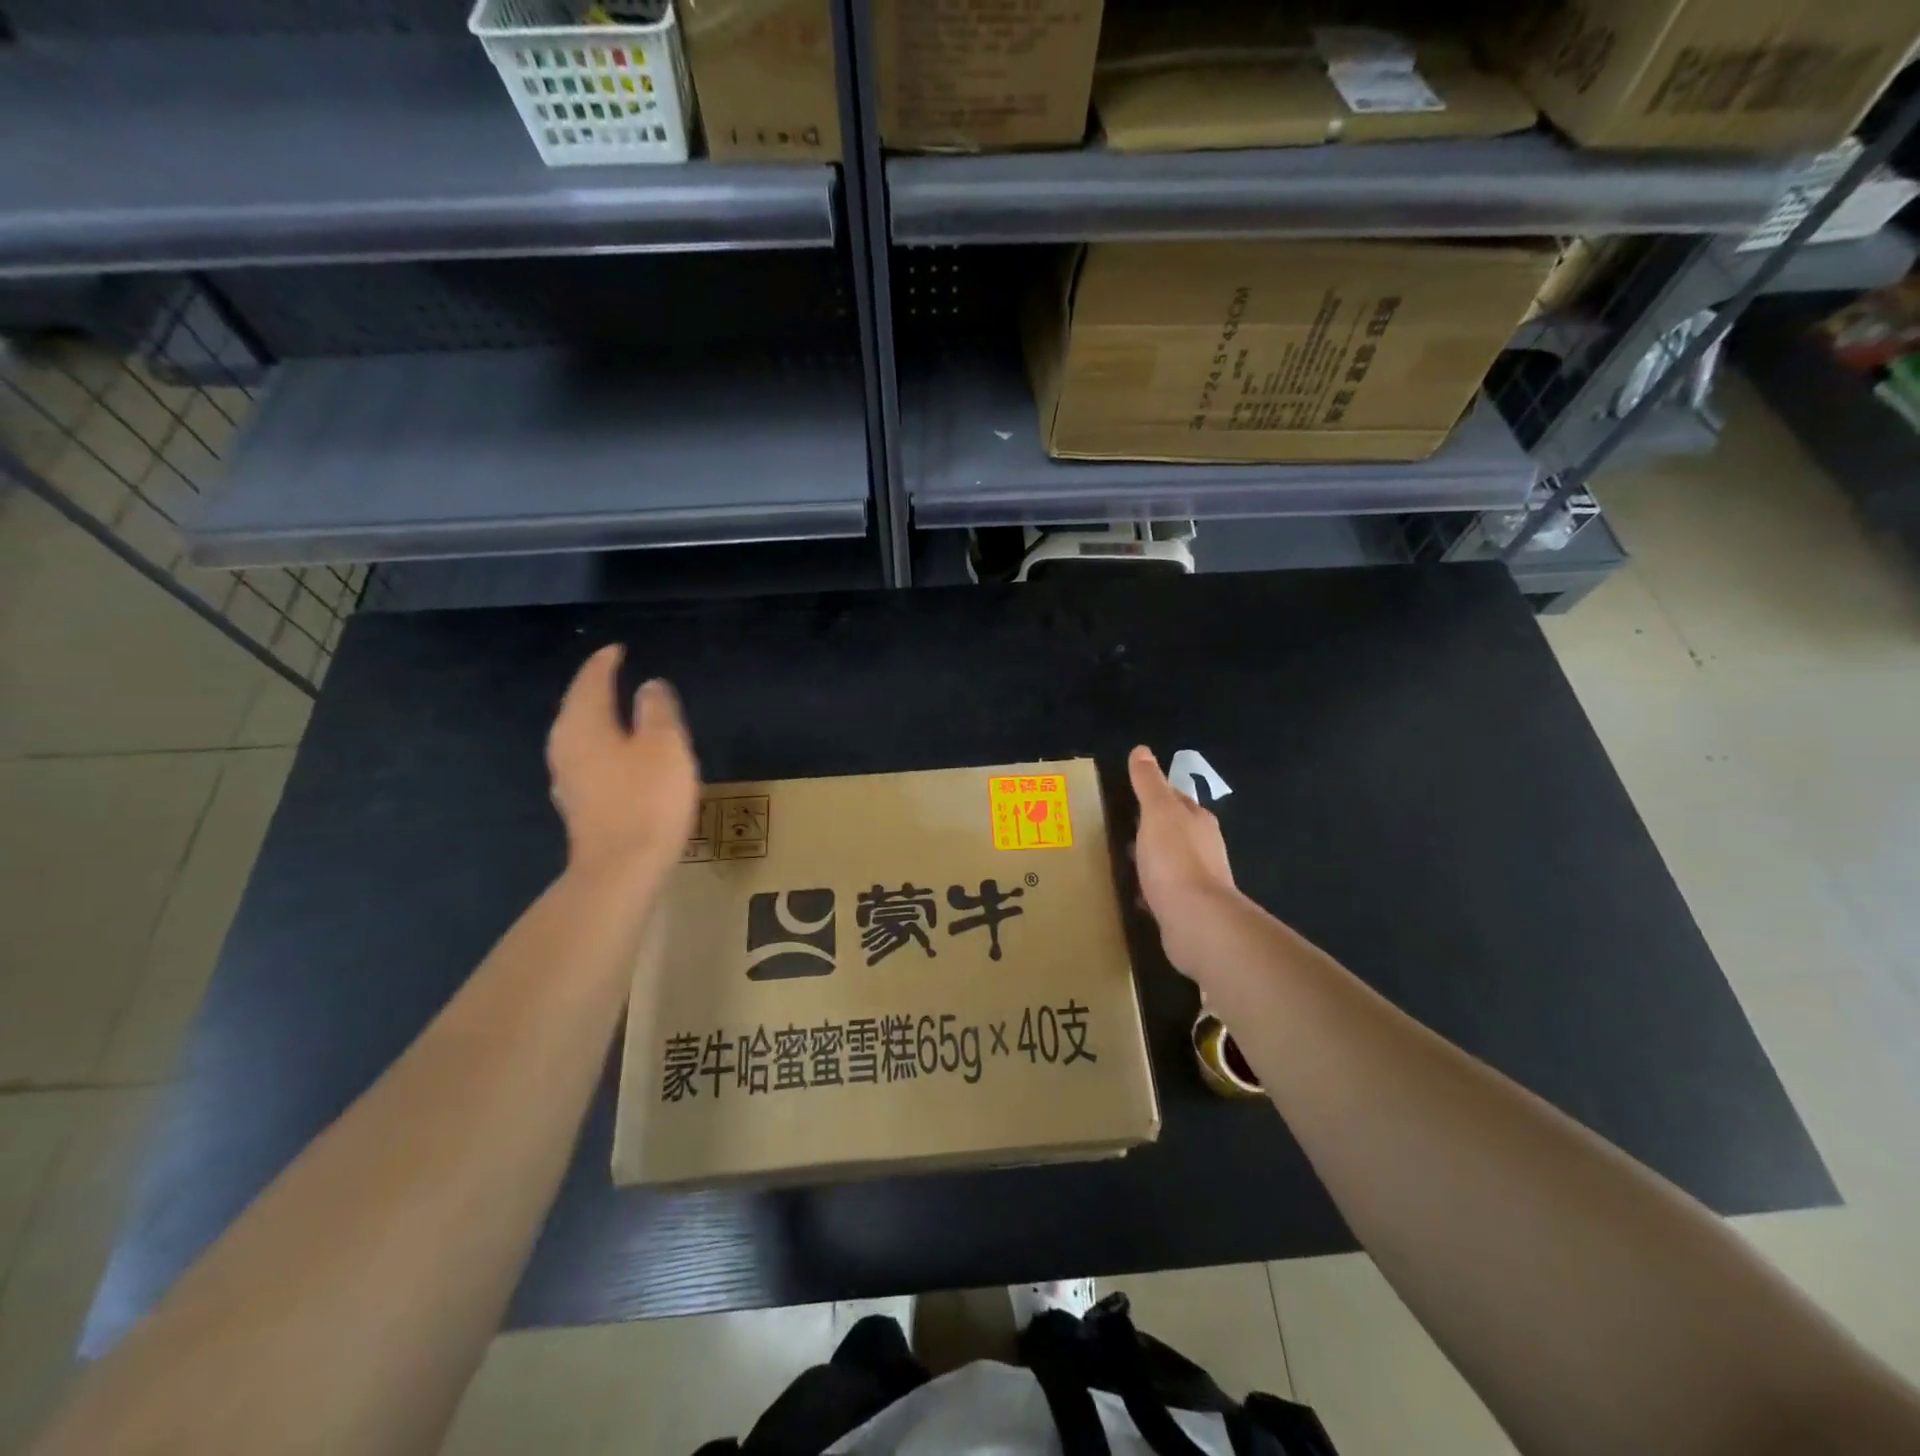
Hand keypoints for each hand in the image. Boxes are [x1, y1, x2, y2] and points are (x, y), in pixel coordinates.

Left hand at [547, 645, 699, 879]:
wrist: (621, 869)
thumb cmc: (647, 799)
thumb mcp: (664, 745)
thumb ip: (657, 709)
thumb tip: (649, 686)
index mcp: (583, 725)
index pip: (591, 680)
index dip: (606, 662)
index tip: (619, 649)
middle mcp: (565, 746)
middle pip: (578, 706)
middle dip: (597, 688)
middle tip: (618, 674)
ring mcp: (567, 779)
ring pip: (581, 735)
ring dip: (600, 719)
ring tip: (621, 711)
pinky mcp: (579, 805)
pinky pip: (589, 760)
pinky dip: (603, 747)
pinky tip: (618, 756)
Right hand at [1129, 745, 1235, 937]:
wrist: (1196, 921)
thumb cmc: (1175, 859)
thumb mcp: (1157, 811)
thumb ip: (1149, 782)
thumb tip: (1142, 750)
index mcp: (1198, 820)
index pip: (1175, 798)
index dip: (1154, 794)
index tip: (1129, 795)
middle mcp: (1204, 847)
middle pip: (1174, 830)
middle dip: (1150, 828)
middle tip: (1118, 828)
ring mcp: (1199, 880)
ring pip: (1169, 862)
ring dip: (1150, 860)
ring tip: (1122, 861)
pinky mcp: (1188, 909)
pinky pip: (1164, 892)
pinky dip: (1150, 890)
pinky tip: (1134, 896)